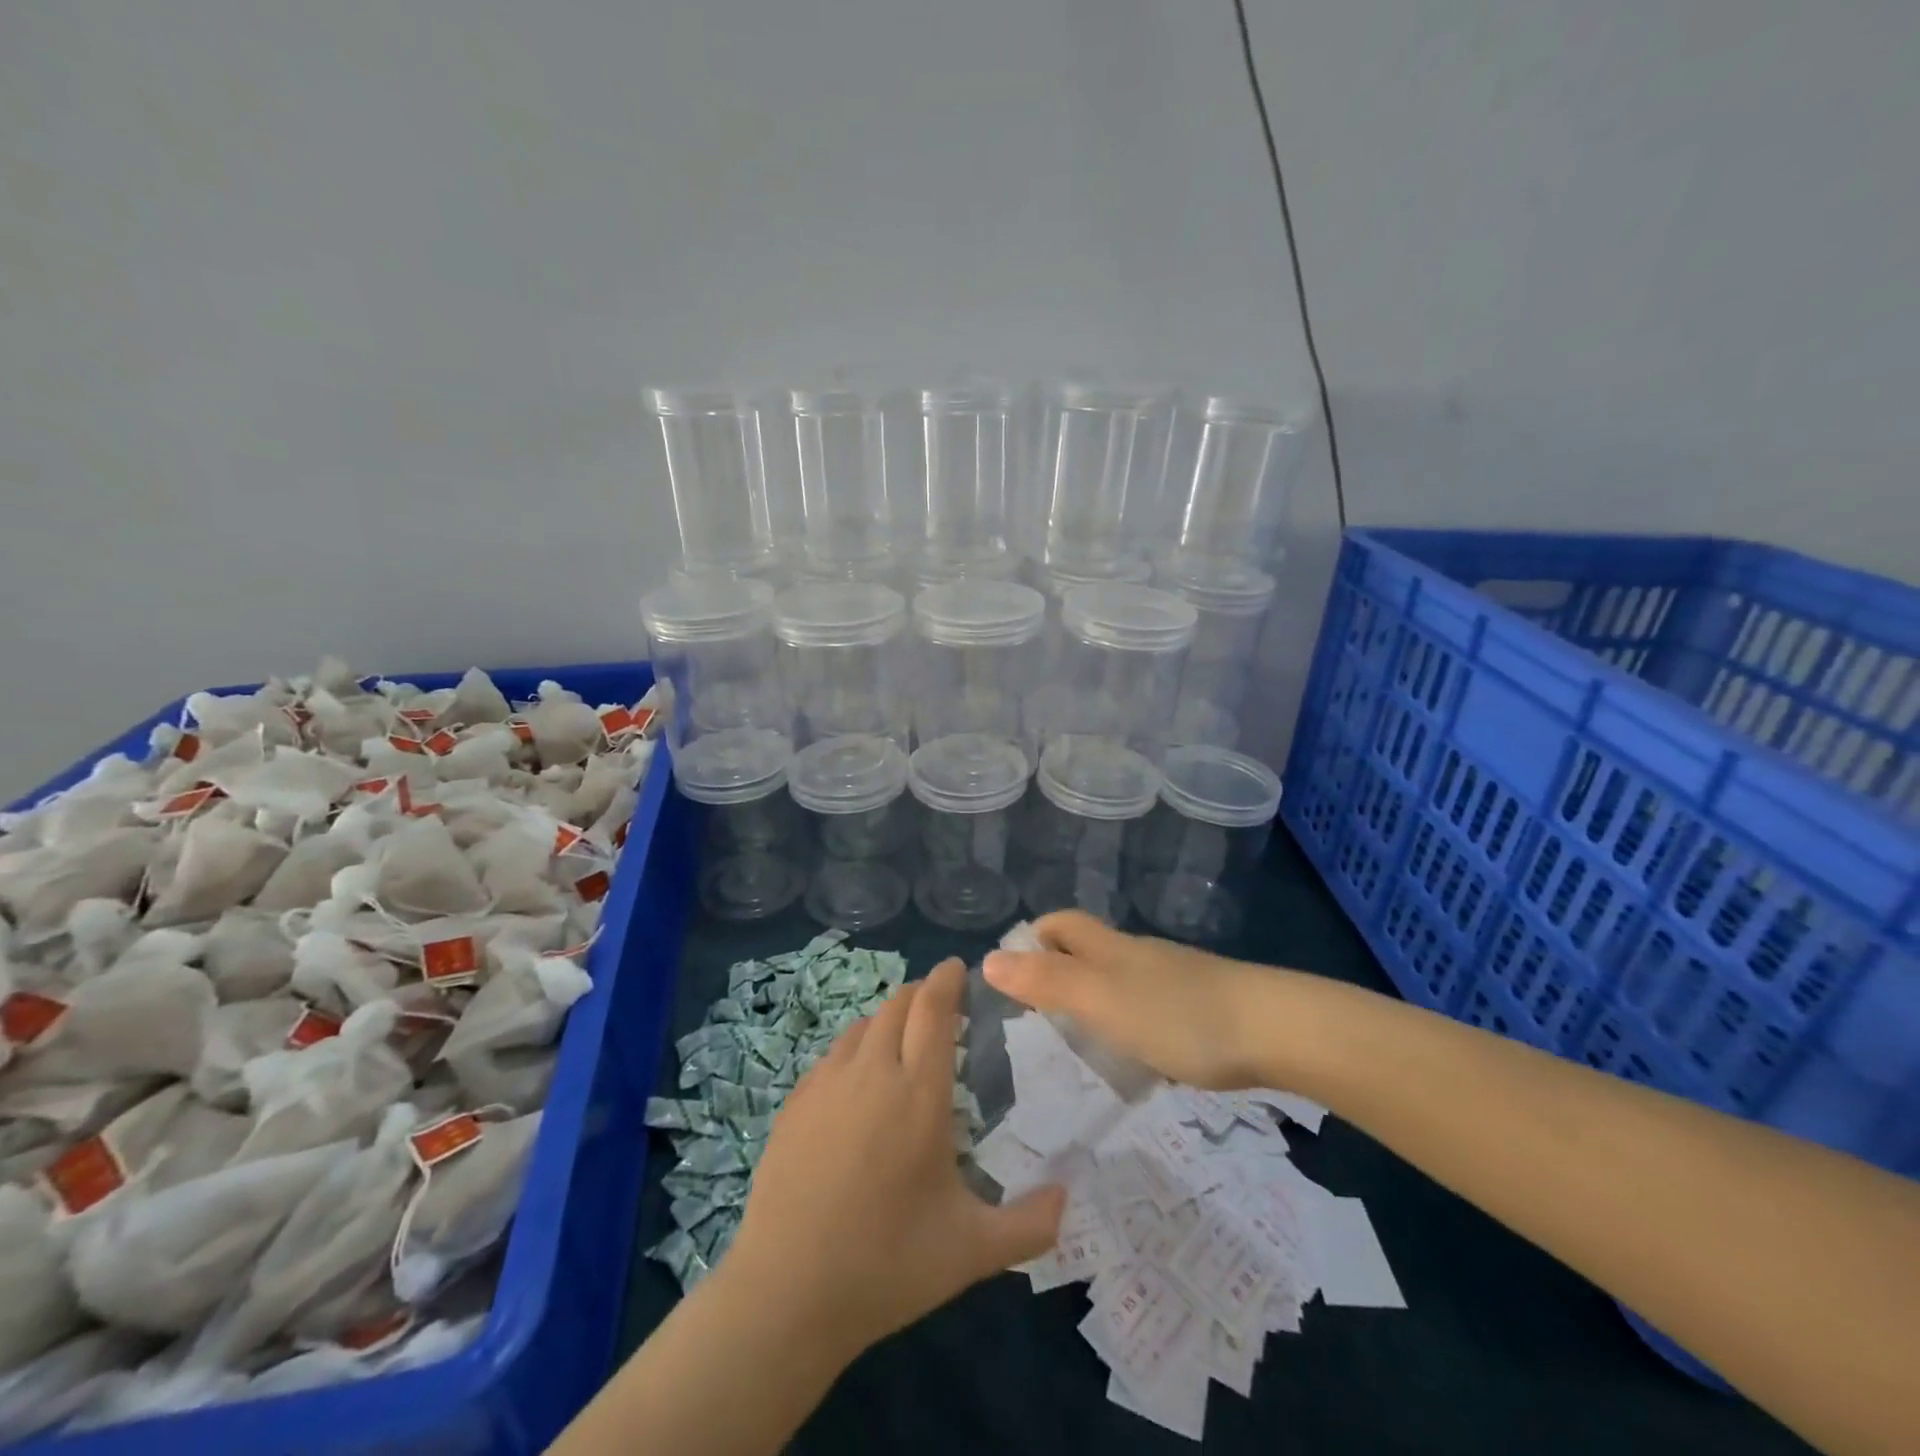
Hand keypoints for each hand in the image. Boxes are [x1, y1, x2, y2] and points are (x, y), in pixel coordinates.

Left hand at [724, 957, 1066, 1357]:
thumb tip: (1068, 1197)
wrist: (785, 1293)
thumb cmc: (887, 1265)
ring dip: (887, 1019)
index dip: (946, 980)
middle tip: (939, 1005)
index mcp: (919, 1093)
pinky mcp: (794, 1103)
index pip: (933, 1010)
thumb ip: (1030, 1225)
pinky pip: (832, 1055)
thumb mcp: (972, 1252)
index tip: (958, 966)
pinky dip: (855, 1049)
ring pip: (862, 1026)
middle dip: (921, 994)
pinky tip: (857, 1081)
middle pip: (897, 1006)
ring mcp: (826, 1084)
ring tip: (901, 1040)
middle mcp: (872, 1073)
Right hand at [983, 910, 1277, 1089]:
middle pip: (1089, 948)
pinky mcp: (1201, 1008)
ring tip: (1077, 1043)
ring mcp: (1173, 980)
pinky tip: (1135, 1059)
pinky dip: (1129, 1023)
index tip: (1010, 973)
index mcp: (1110, 948)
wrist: (1274, 1030)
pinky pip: (1150, 1007)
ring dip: (1093, 1000)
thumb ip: (1046, 982)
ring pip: (1120, 979)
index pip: (1061, 924)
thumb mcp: (1100, 999)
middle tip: (1034, 1016)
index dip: (1033, 936)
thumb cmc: (1177, 1014)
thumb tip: (988, 959)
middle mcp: (1138, 955)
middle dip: (1059, 968)